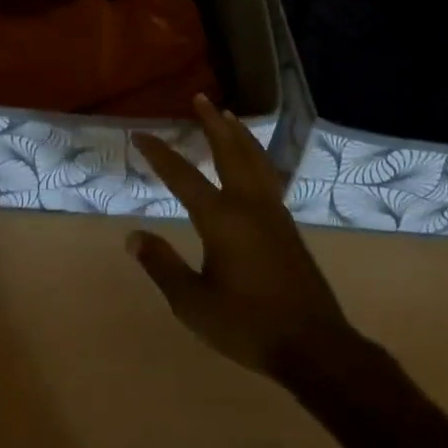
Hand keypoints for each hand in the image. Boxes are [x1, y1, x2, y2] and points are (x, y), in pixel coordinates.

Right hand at [129, 96, 357, 375]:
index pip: (182, 176)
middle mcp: (249, 206)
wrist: (315, 347)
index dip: (159, 154)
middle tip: (201, 99)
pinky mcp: (288, 228)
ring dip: (239, 136)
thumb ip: (162, 265)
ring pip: (255, 162)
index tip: (140, 134)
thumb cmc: (248, 325)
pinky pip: (268, 178)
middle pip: (229, 153)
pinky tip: (255, 164)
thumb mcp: (192, 302)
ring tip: (229, 117)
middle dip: (212, 124)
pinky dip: (256, 158)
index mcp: (221, 219)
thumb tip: (133, 236)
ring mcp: (274, 215)